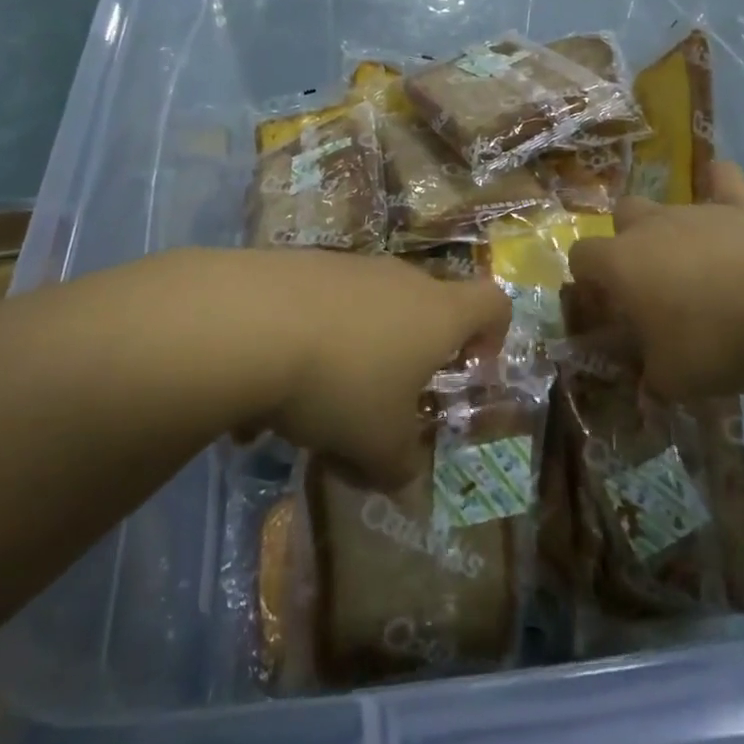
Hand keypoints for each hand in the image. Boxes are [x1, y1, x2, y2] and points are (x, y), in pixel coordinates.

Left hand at [226, 250, 511, 485]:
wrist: (250, 323)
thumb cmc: (342, 383)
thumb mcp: (377, 445)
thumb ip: (399, 466)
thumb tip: (402, 480)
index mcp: (438, 314)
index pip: (493, 303)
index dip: (493, 334)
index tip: (471, 367)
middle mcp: (400, 279)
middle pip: (424, 309)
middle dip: (410, 357)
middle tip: (385, 403)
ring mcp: (349, 266)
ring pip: (366, 313)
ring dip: (353, 356)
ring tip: (312, 410)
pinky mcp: (301, 264)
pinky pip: (319, 309)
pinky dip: (307, 344)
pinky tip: (267, 390)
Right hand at [566, 162, 743, 400]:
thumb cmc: (714, 341)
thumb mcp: (671, 378)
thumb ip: (650, 374)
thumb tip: (649, 377)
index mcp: (621, 263)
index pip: (581, 256)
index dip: (587, 279)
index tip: (606, 307)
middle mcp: (650, 227)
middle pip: (622, 215)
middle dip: (627, 241)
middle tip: (649, 282)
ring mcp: (696, 211)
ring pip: (668, 205)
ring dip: (671, 230)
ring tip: (694, 265)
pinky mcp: (740, 207)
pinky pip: (724, 180)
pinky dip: (719, 183)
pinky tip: (720, 185)